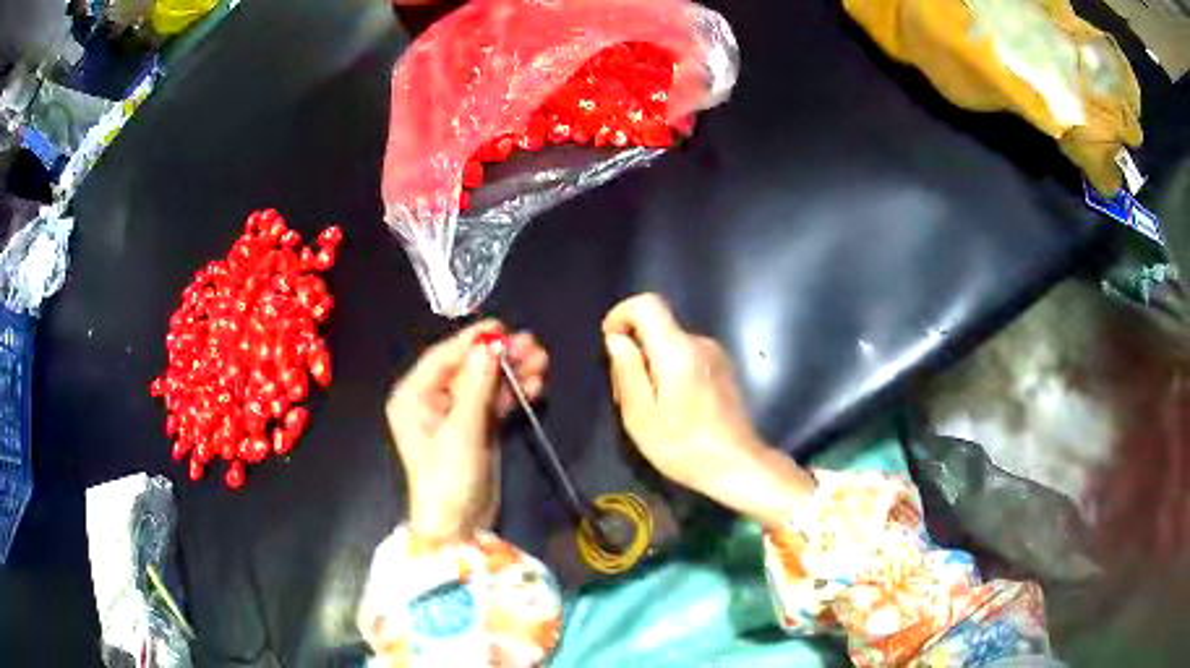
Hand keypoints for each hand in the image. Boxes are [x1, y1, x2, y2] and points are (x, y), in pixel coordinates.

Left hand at [386, 321, 547, 545]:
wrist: (459, 525)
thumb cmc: (447, 477)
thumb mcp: (461, 431)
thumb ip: (477, 386)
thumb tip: (490, 346)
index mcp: (414, 396)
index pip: (443, 358)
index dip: (471, 341)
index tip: (501, 327)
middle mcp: (432, 400)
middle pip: (468, 368)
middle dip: (500, 357)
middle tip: (532, 345)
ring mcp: (456, 415)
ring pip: (486, 384)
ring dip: (512, 373)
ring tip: (542, 361)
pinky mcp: (476, 429)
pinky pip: (495, 403)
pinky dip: (514, 393)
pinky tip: (536, 384)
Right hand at [602, 294, 813, 525]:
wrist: (737, 465)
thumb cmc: (684, 447)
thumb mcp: (641, 416)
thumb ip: (627, 371)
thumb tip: (616, 339)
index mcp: (677, 350)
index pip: (647, 304)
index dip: (622, 314)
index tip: (610, 343)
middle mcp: (700, 343)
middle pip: (657, 328)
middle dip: (635, 351)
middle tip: (627, 395)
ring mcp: (716, 355)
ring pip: (671, 345)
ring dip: (653, 365)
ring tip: (650, 409)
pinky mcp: (724, 369)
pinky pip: (688, 357)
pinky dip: (671, 372)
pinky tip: (674, 409)